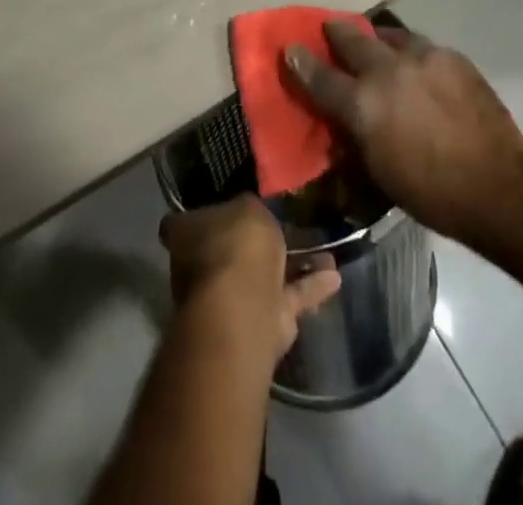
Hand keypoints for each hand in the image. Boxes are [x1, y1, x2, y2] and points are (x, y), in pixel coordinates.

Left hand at [160, 196, 341, 361]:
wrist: (245, 310)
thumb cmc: (235, 246)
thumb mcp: (247, 206)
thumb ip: (250, 208)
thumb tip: (248, 211)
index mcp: (187, 234)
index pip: (196, 217)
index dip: (218, 208)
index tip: (241, 201)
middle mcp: (204, 266)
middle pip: (234, 247)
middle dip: (260, 240)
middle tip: (289, 223)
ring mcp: (231, 297)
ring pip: (265, 274)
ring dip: (294, 263)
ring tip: (324, 248)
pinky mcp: (262, 322)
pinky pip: (288, 296)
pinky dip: (310, 287)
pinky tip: (335, 276)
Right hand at [286, 21, 522, 242]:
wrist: (499, 186)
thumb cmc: (432, 193)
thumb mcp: (379, 173)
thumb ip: (355, 138)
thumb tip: (345, 123)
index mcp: (363, 105)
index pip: (320, 77)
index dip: (301, 62)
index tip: (290, 48)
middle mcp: (387, 71)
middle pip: (352, 40)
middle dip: (336, 32)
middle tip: (330, 29)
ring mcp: (421, 58)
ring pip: (389, 35)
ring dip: (376, 38)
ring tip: (376, 42)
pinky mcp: (451, 57)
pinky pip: (421, 46)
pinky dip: (410, 51)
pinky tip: (416, 64)